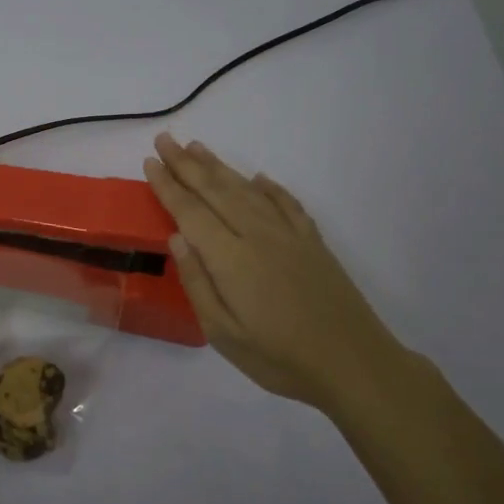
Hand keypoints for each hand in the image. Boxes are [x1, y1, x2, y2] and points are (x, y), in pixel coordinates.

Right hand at [143, 133, 413, 417]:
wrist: (353, 363)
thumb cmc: (279, 357)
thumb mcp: (223, 333)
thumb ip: (198, 282)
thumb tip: (177, 238)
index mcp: (230, 258)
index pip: (190, 211)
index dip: (168, 186)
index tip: (150, 162)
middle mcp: (257, 235)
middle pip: (216, 191)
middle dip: (187, 164)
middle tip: (165, 140)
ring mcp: (289, 235)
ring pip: (248, 190)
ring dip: (220, 167)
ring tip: (198, 147)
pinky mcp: (313, 242)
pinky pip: (286, 203)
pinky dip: (269, 187)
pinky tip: (258, 178)